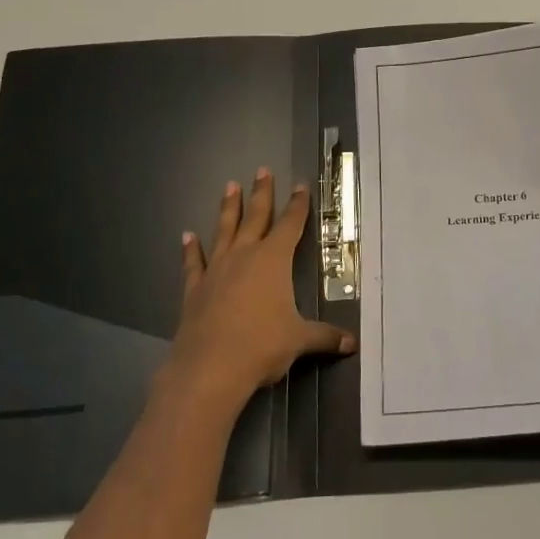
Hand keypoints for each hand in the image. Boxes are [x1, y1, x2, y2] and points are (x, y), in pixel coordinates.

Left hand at [166, 169, 354, 411]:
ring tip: (229, 186)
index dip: (297, 205)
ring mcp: (216, 270)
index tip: (300, 185)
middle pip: (255, 217)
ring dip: (228, 208)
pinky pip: (193, 263)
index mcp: (273, 261)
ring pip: (224, 231)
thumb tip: (352, 344)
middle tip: (262, 170)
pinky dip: (191, 249)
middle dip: (261, 193)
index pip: (290, 225)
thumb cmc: (261, 346)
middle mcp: (244, 256)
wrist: (209, 368)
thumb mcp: (299, 340)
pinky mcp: (195, 289)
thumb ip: (325, 337)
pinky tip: (187, 236)